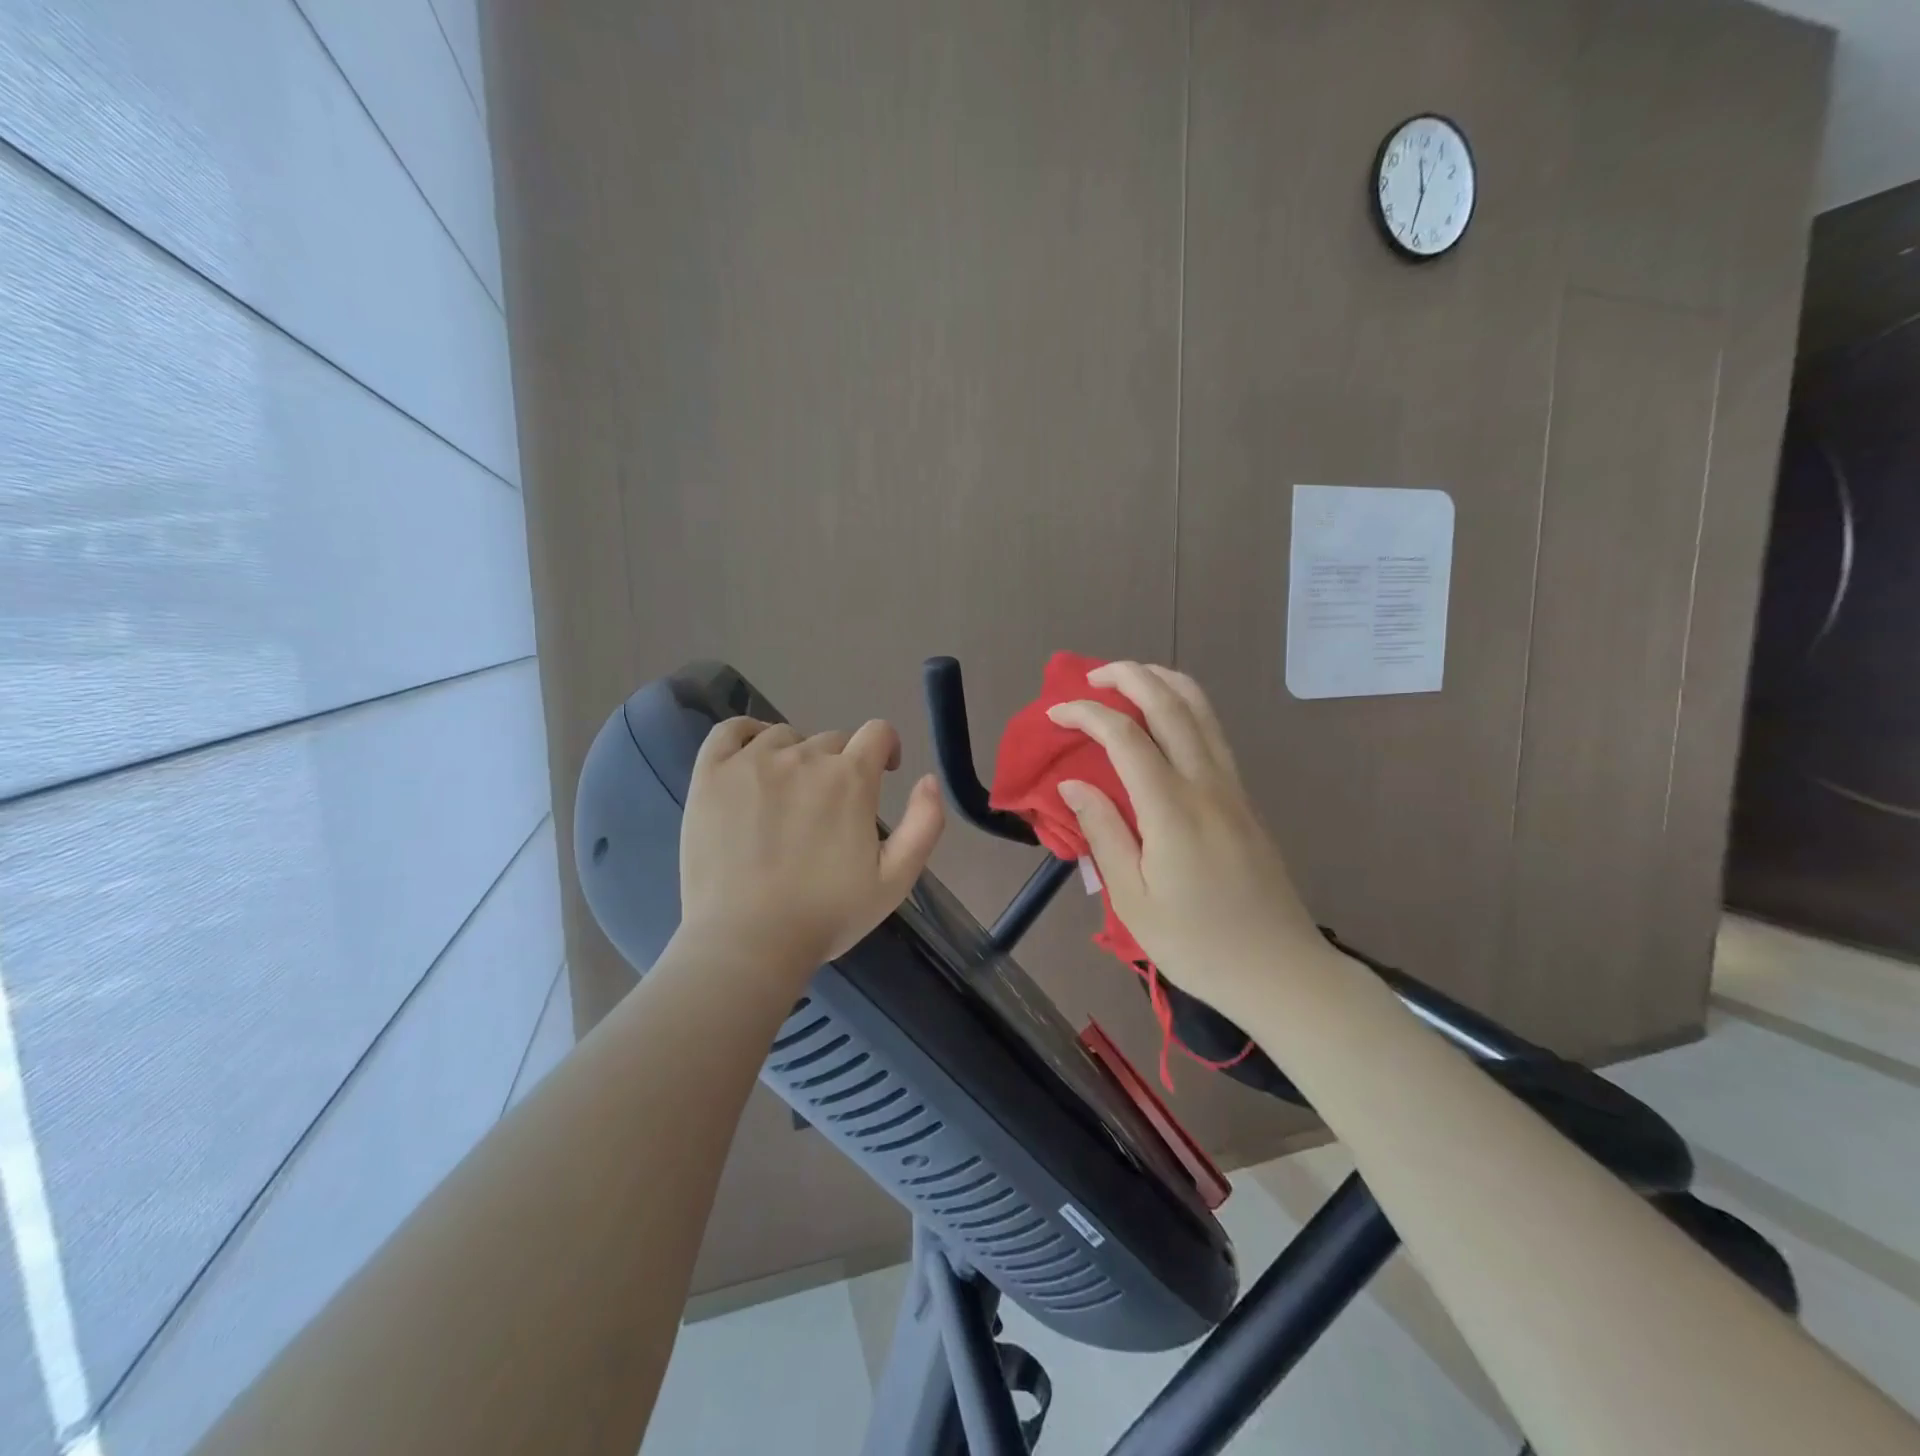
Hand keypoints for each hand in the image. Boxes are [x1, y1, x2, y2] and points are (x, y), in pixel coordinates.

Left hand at [676, 716, 944, 980]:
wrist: (747, 942)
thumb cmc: (826, 915)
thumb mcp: (895, 880)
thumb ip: (924, 824)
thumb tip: (929, 779)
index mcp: (850, 778)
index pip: (877, 732)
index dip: (885, 748)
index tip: (883, 771)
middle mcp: (803, 757)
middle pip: (830, 740)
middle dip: (840, 765)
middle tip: (829, 808)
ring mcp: (752, 762)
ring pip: (783, 737)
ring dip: (795, 756)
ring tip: (787, 794)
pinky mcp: (711, 774)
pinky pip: (730, 731)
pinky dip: (746, 734)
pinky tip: (750, 758)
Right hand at [1047, 663, 1320, 1021]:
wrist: (1280, 971)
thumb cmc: (1197, 944)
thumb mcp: (1134, 900)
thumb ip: (1103, 833)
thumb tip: (1073, 785)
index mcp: (1172, 810)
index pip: (1125, 738)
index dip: (1087, 715)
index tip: (1056, 715)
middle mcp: (1206, 785)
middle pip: (1171, 706)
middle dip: (1130, 677)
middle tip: (1093, 676)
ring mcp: (1232, 788)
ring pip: (1202, 711)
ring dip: (1165, 682)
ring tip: (1131, 678)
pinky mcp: (1245, 800)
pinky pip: (1214, 733)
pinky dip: (1186, 707)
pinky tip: (1167, 718)